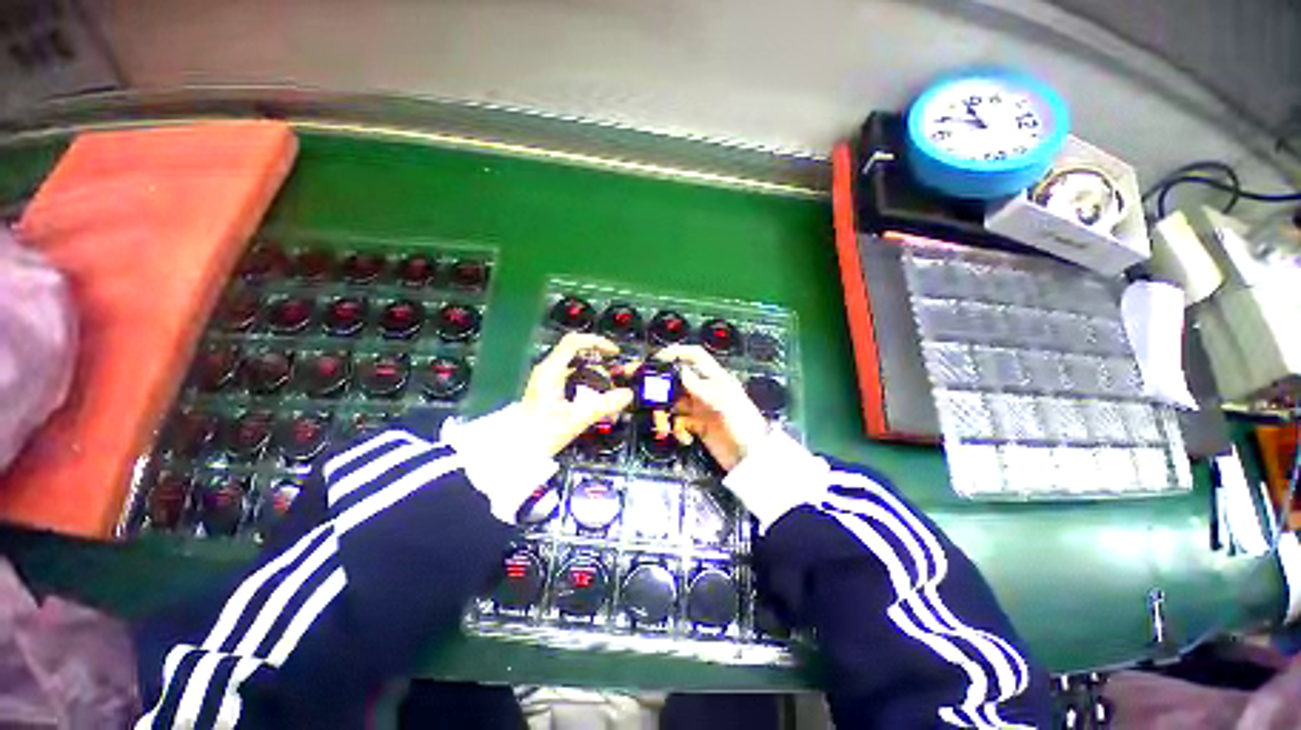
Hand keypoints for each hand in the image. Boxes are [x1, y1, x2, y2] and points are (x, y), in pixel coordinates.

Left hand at [521, 333, 634, 455]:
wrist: (518, 451)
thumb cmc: (543, 432)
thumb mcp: (577, 418)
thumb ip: (605, 405)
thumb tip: (628, 394)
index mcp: (551, 370)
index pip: (575, 342)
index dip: (597, 342)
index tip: (614, 353)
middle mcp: (549, 371)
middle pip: (579, 355)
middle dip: (601, 365)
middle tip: (616, 377)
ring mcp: (548, 381)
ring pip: (578, 370)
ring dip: (597, 379)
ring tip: (610, 396)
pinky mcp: (551, 392)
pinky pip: (574, 381)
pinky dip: (589, 387)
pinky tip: (599, 403)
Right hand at [654, 345, 768, 471]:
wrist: (750, 459)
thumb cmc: (742, 426)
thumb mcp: (721, 402)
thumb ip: (699, 386)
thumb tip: (679, 369)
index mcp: (715, 379)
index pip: (695, 356)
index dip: (677, 352)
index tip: (657, 357)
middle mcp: (705, 390)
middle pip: (678, 379)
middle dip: (661, 386)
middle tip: (642, 391)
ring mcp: (700, 408)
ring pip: (674, 402)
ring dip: (665, 413)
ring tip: (663, 426)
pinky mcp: (697, 425)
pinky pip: (678, 422)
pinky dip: (677, 429)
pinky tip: (684, 437)